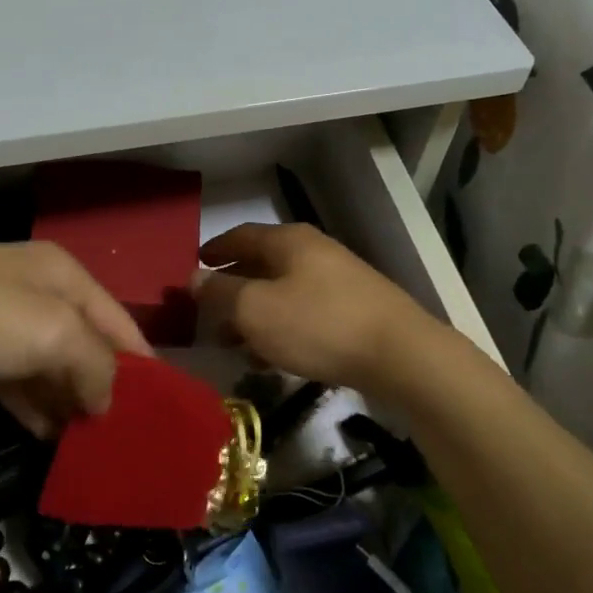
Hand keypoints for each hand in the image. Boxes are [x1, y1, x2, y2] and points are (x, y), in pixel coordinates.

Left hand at [0, 242, 151, 435]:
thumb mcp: (54, 335)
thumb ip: (96, 366)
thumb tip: (105, 401)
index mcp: (61, 272)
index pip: (118, 319)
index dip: (140, 362)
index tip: (159, 407)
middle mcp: (33, 285)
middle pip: (83, 340)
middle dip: (101, 384)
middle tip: (118, 432)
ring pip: (46, 361)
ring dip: (66, 399)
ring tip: (85, 443)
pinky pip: (12, 375)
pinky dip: (31, 402)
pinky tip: (45, 434)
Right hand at [195, 223, 438, 392]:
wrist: (399, 354)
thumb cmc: (317, 324)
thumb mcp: (255, 310)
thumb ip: (220, 293)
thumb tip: (193, 278)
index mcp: (288, 241)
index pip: (240, 236)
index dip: (214, 250)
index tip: (194, 266)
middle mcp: (314, 252)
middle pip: (262, 264)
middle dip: (232, 288)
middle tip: (208, 313)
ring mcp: (338, 280)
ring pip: (282, 292)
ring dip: (254, 314)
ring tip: (233, 342)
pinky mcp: (354, 310)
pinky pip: (304, 313)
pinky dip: (281, 328)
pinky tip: (271, 357)